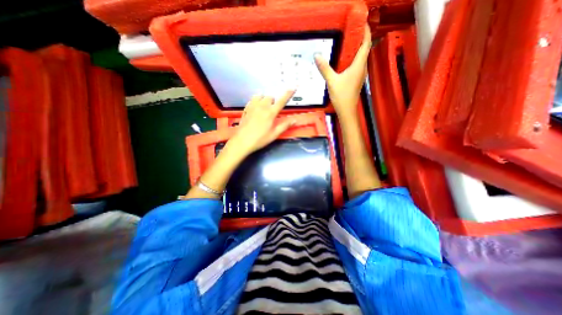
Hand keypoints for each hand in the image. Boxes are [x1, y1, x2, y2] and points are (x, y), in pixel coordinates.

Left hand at [228, 89, 297, 155]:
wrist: (242, 141)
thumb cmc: (260, 139)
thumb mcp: (274, 134)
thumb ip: (285, 126)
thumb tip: (295, 120)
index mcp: (271, 113)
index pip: (282, 101)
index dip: (288, 94)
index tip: (293, 87)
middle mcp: (262, 106)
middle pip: (270, 97)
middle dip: (273, 102)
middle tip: (272, 111)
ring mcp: (253, 106)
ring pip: (260, 96)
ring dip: (264, 100)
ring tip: (264, 108)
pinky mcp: (246, 109)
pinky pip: (252, 100)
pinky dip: (256, 101)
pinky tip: (256, 109)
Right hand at [314, 25, 371, 118]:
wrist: (347, 110)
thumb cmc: (342, 96)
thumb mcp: (331, 81)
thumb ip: (324, 68)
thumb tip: (317, 55)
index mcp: (359, 65)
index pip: (366, 43)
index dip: (366, 31)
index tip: (361, 23)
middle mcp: (362, 68)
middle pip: (364, 49)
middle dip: (360, 38)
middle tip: (350, 31)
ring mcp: (360, 75)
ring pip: (361, 58)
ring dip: (356, 49)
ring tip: (347, 43)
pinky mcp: (356, 80)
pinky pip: (357, 65)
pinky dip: (353, 59)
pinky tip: (344, 60)